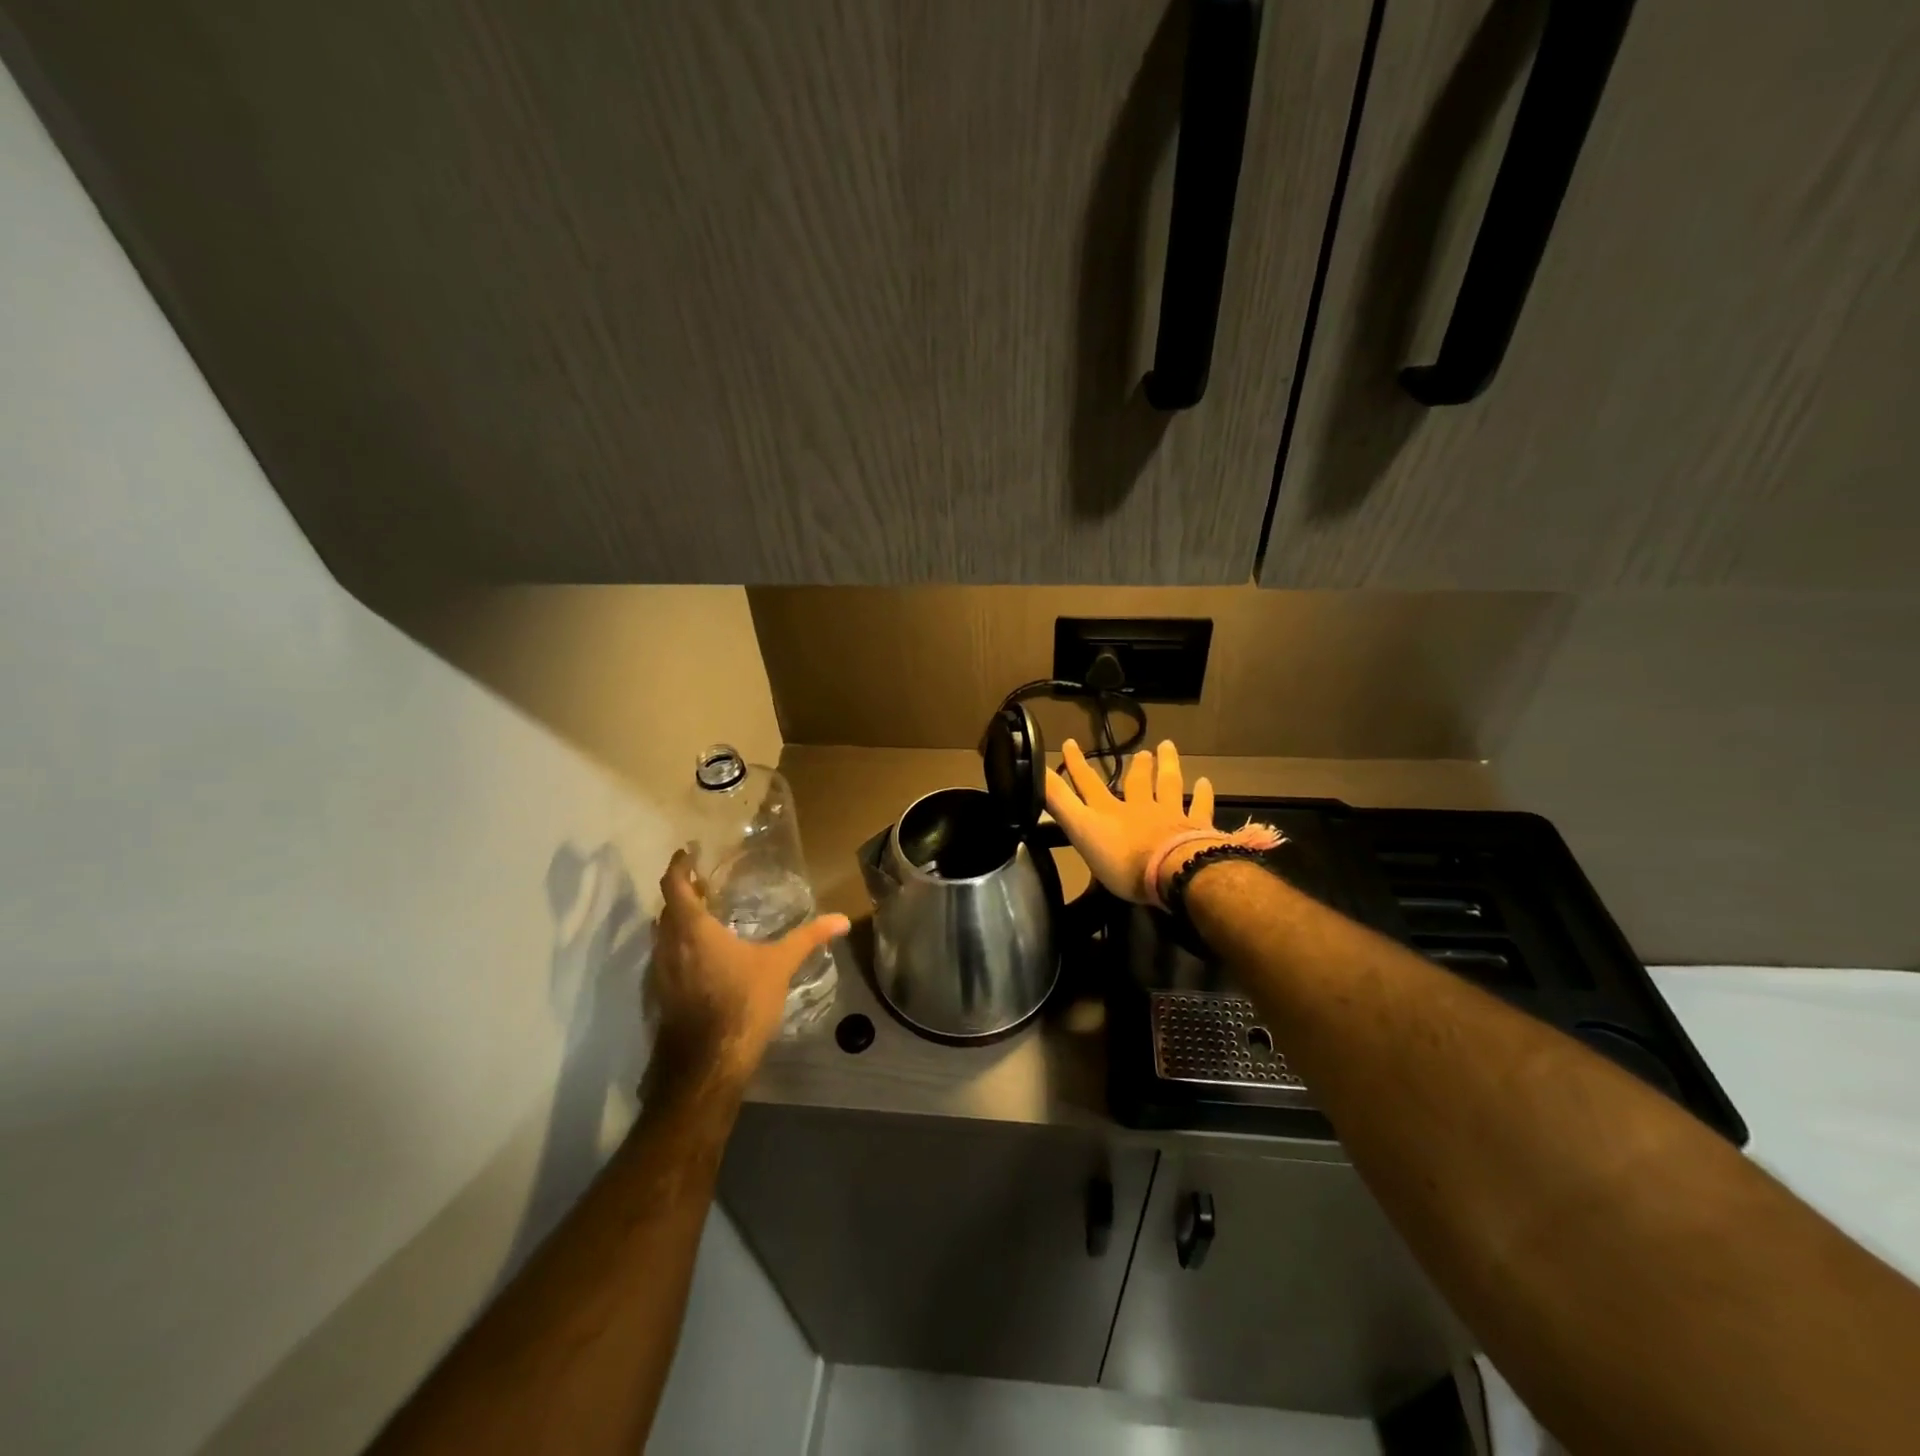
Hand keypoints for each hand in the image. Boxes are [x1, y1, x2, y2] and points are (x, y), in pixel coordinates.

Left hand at [645, 850, 849, 1098]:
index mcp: (692, 928)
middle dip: (682, 893)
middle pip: (666, 909)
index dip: (679, 867)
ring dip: (677, 921)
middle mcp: (668, 945)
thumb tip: (842, 920)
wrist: (708, 1064)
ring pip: (662, 935)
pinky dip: (677, 947)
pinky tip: (699, 957)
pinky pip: (664, 958)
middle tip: (703, 884)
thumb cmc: (742, 1002)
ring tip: (702, 915)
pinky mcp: (660, 996)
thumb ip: (808, 938)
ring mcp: (659, 973)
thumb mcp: (780, 965)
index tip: (688, 854)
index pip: (675, 885)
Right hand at [1044, 739, 1222, 904]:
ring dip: (1167, 766)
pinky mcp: (1195, 827)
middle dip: (1136, 765)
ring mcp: (1170, 815)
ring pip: (1169, 785)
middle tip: (1141, 751)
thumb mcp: (1081, 831)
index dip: (1077, 764)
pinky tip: (1205, 782)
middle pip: (1137, 781)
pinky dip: (1202, 794)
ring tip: (1167, 748)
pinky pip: (1199, 807)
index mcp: (1110, 811)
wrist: (1173, 871)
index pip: (1088, 784)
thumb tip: (1035, 773)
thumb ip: (1060, 803)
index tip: (1069, 742)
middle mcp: (1140, 807)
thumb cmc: (1122, 859)